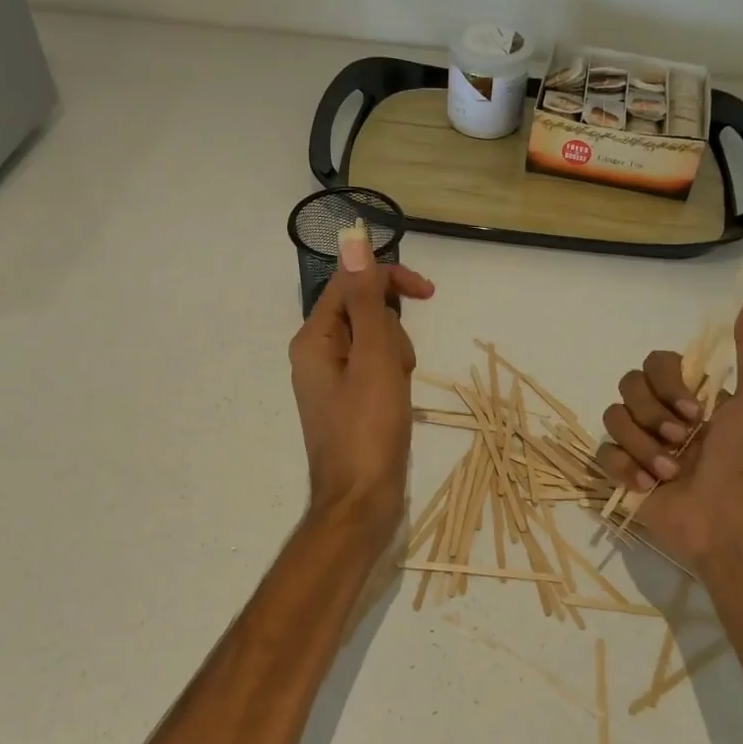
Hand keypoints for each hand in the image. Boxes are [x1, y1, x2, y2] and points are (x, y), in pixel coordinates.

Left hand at [288, 244, 435, 542]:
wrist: (360, 503)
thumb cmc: (368, 429)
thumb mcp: (373, 358)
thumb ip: (364, 298)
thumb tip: (352, 241)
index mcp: (314, 338)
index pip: (350, 282)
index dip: (389, 279)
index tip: (428, 292)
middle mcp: (317, 354)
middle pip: (365, 312)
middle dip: (392, 332)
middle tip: (396, 369)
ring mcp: (333, 380)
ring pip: (376, 342)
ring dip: (396, 358)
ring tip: (396, 393)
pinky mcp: (350, 401)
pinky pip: (376, 370)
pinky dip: (393, 379)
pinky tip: (396, 404)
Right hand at [597, 294, 742, 568]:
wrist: (729, 517)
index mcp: (690, 395)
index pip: (655, 363)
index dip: (668, 383)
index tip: (696, 410)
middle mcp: (662, 414)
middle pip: (628, 386)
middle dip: (653, 414)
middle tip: (682, 440)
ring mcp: (640, 444)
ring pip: (613, 418)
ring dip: (644, 446)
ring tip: (671, 472)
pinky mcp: (623, 475)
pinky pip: (603, 454)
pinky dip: (626, 469)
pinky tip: (651, 486)